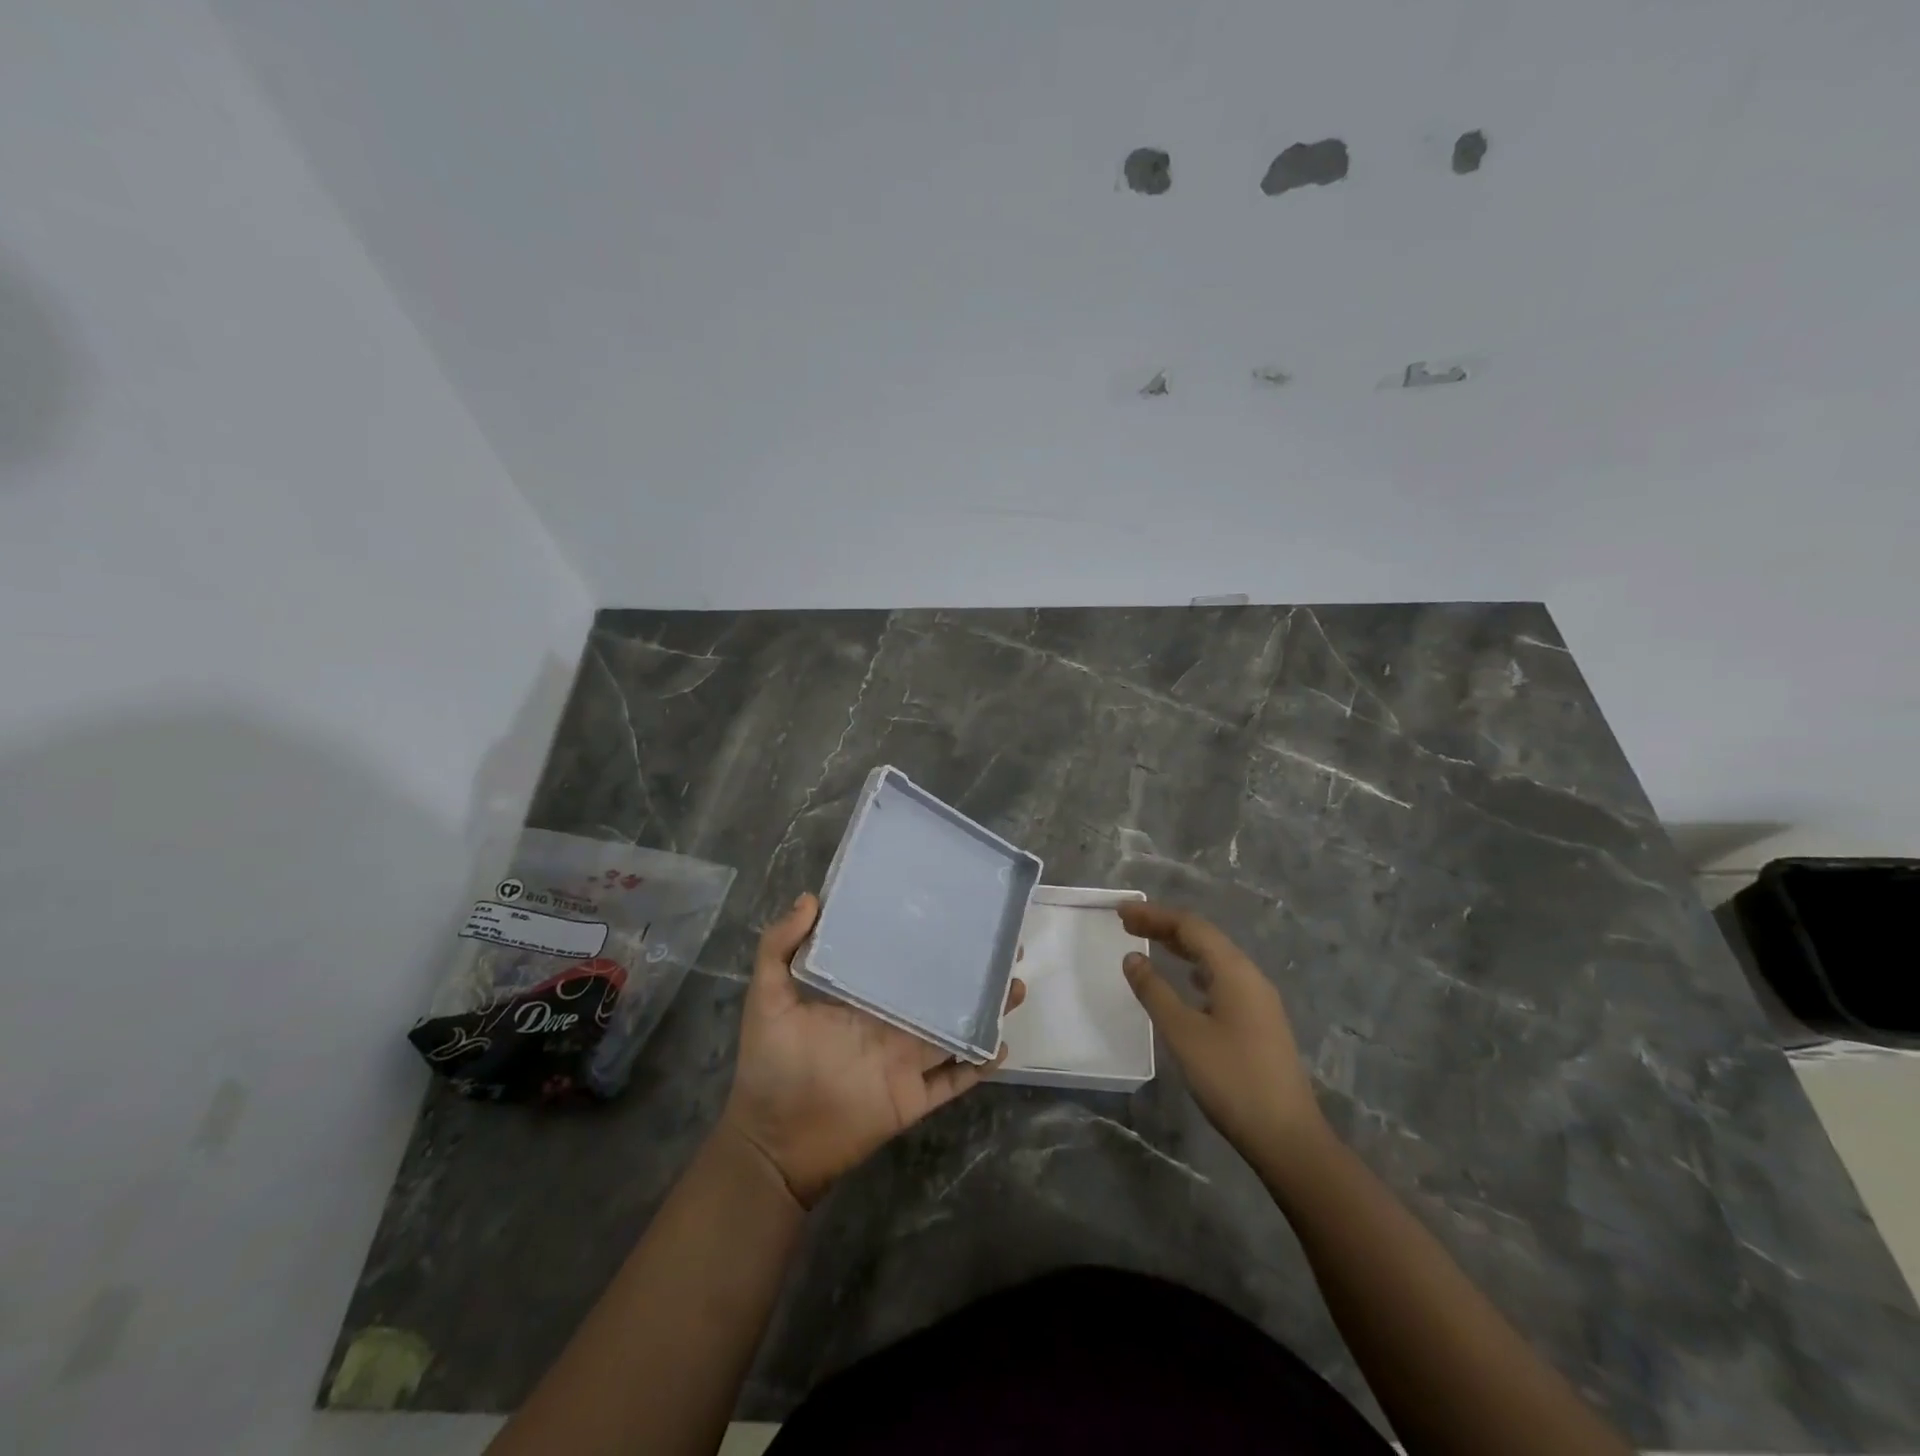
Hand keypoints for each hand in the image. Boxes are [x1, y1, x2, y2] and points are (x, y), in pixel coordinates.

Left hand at [722, 893, 1024, 1208]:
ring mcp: (905, 1061)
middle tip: (1003, 944)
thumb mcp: (767, 999)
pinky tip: (1001, 1045)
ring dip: (984, 1010)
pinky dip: (978, 1065)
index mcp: (862, 997)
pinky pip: (954, 1080)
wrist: (774, 1144)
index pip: (900, 960)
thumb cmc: (769, 1067)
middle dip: (969, 969)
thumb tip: (810, 898)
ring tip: (1015, 986)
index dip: (926, 938)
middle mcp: (890, 1023)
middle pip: (938, 991)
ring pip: (954, 1030)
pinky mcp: (914, 1098)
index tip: (954, 911)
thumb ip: (778, 948)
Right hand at [1120, 902, 1327, 1157]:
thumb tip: (1133, 958)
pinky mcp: (1260, 1022)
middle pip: (1204, 938)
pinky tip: (1187, 983)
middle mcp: (1250, 977)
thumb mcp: (1183, 1033)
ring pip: (1215, 958)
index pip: (1191, 926)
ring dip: (1181, 947)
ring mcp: (1259, 1000)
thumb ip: (1155, 991)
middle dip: (1165, 927)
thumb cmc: (1231, 1079)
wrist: (1287, 1137)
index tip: (1121, 911)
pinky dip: (1196, 970)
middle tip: (1128, 924)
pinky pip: (1222, 979)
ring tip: (1150, 945)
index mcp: (1235, 971)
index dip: (1154, 915)